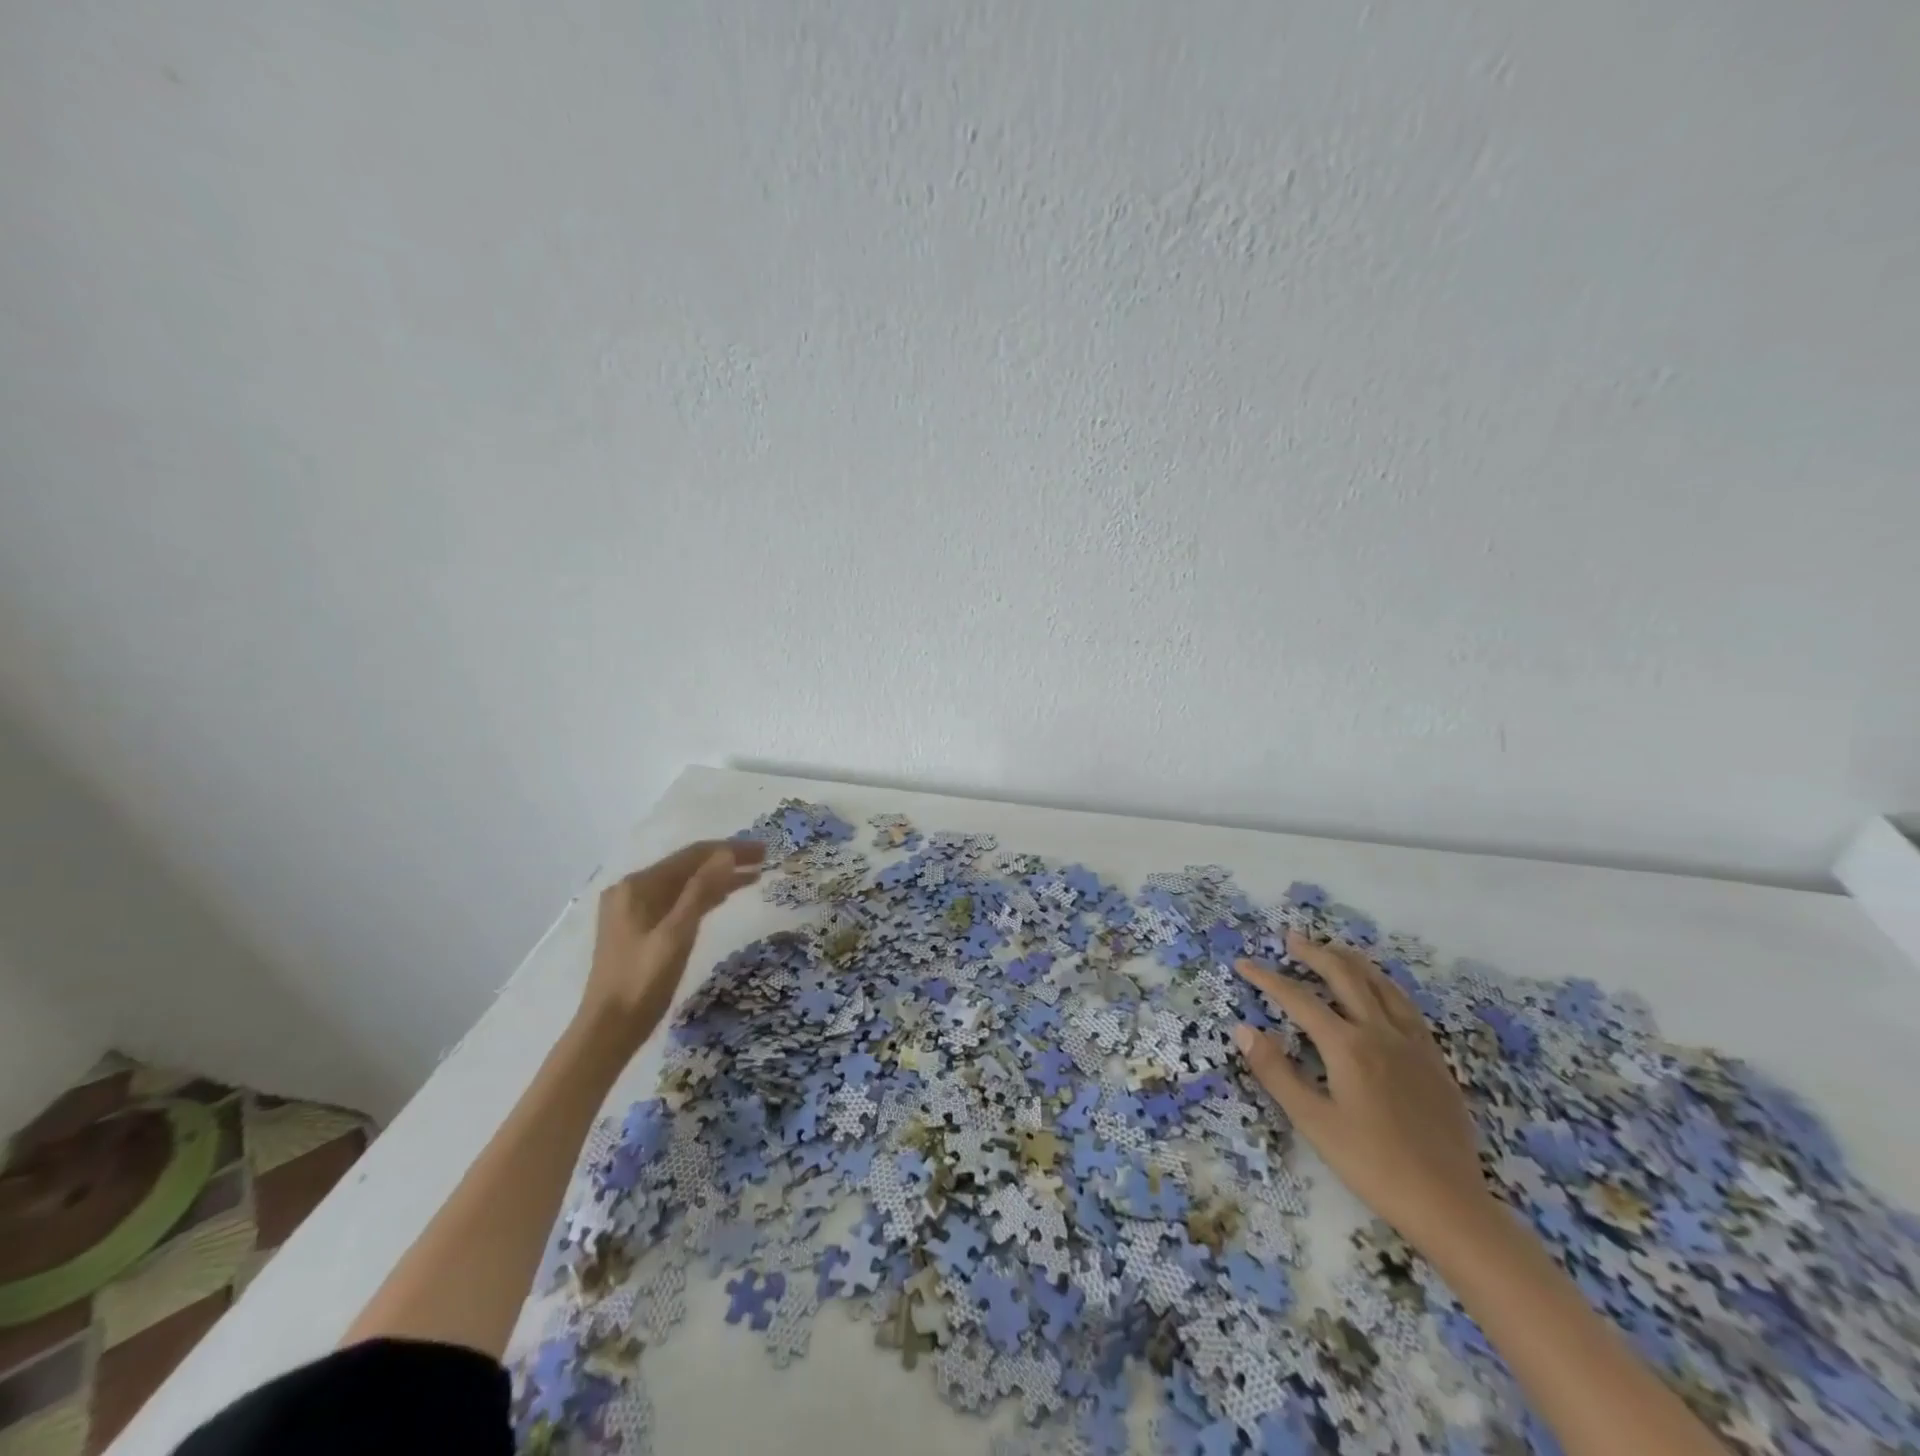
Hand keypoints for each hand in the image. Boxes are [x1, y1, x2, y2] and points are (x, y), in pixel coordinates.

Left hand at [578, 838, 763, 1054]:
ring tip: (754, 876)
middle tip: (764, 860)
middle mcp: (632, 890)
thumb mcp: (677, 934)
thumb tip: (726, 853)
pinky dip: (703, 897)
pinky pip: (677, 902)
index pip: (691, 855)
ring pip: (683, 885)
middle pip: (686, 867)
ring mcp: (633, 910)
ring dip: (717, 879)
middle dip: (725, 861)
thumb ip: (701, 891)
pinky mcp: (639, 930)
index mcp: (637, 886)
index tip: (763, 850)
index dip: (729, 849)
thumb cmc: (642, 981)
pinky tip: (724, 897)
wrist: (608, 1031)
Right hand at [1233, 929, 1489, 1249]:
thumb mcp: (1313, 1122)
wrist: (1449, 1204)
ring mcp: (1412, 1044)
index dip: (1267, 979)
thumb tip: (1242, 1029)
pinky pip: (1407, 1007)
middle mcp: (1380, 1032)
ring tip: (1334, 949)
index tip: (1244, 965)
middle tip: (1291, 939)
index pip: (1298, 999)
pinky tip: (1381, 991)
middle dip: (1314, 954)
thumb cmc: (1372, 1164)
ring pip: (1381, 985)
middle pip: (1344, 976)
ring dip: (1352, 962)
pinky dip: (1385, 986)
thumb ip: (1276, 1071)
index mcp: (1347, 1045)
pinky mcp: (1434, 1061)